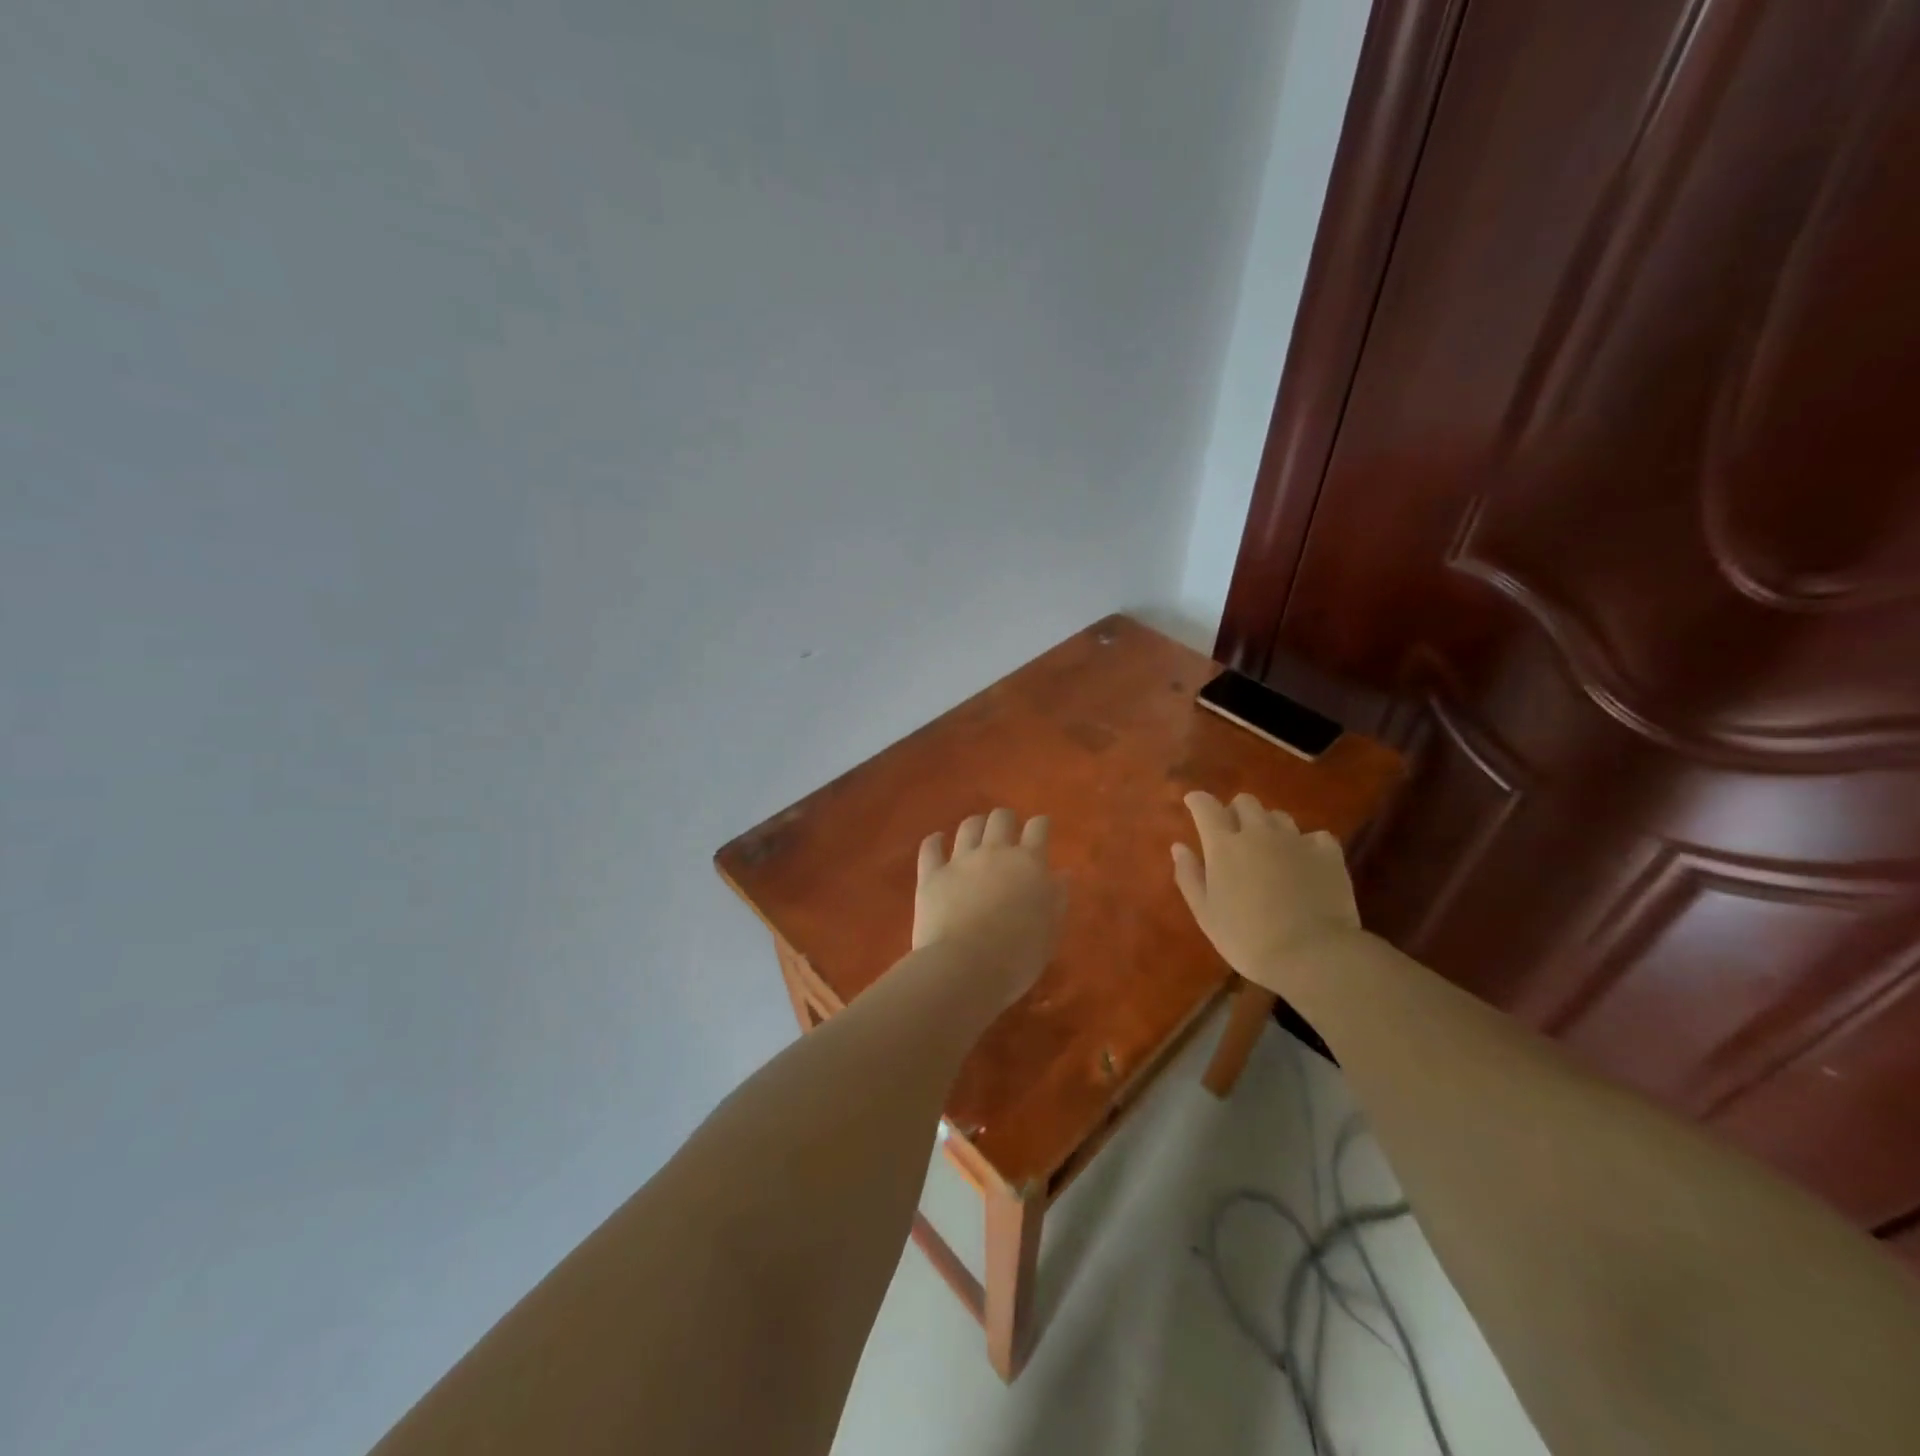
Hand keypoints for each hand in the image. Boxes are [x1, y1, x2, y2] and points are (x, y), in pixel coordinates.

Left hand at [914, 809, 1061, 1007]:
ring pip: (969, 826)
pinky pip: (930, 847)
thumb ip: (1056, 898)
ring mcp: (960, 860)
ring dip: (975, 826)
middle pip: (1001, 818)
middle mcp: (995, 852)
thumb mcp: (1050, 931)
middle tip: (1007, 833)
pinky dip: (934, 841)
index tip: (1042, 828)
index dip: (1041, 824)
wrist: (966, 967)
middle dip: (1006, 821)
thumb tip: (1061, 874)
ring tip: (977, 833)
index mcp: (1029, 864)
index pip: (1038, 827)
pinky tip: (937, 841)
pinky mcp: (932, 874)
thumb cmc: (1018, 956)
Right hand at [1171, 790, 1360, 992]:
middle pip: (1245, 802)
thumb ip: (1189, 876)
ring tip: (1269, 849)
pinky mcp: (1328, 854)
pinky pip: (1315, 836)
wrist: (1311, 955)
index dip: (1197, 800)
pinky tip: (1305, 862)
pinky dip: (1306, 844)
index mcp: (1224, 845)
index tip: (1192, 802)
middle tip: (1233, 833)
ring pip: (1279, 816)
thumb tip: (1179, 847)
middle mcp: (1259, 832)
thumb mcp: (1206, 914)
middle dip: (1235, 811)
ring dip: (1268, 826)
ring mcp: (1296, 840)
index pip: (1206, 807)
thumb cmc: (1247, 938)